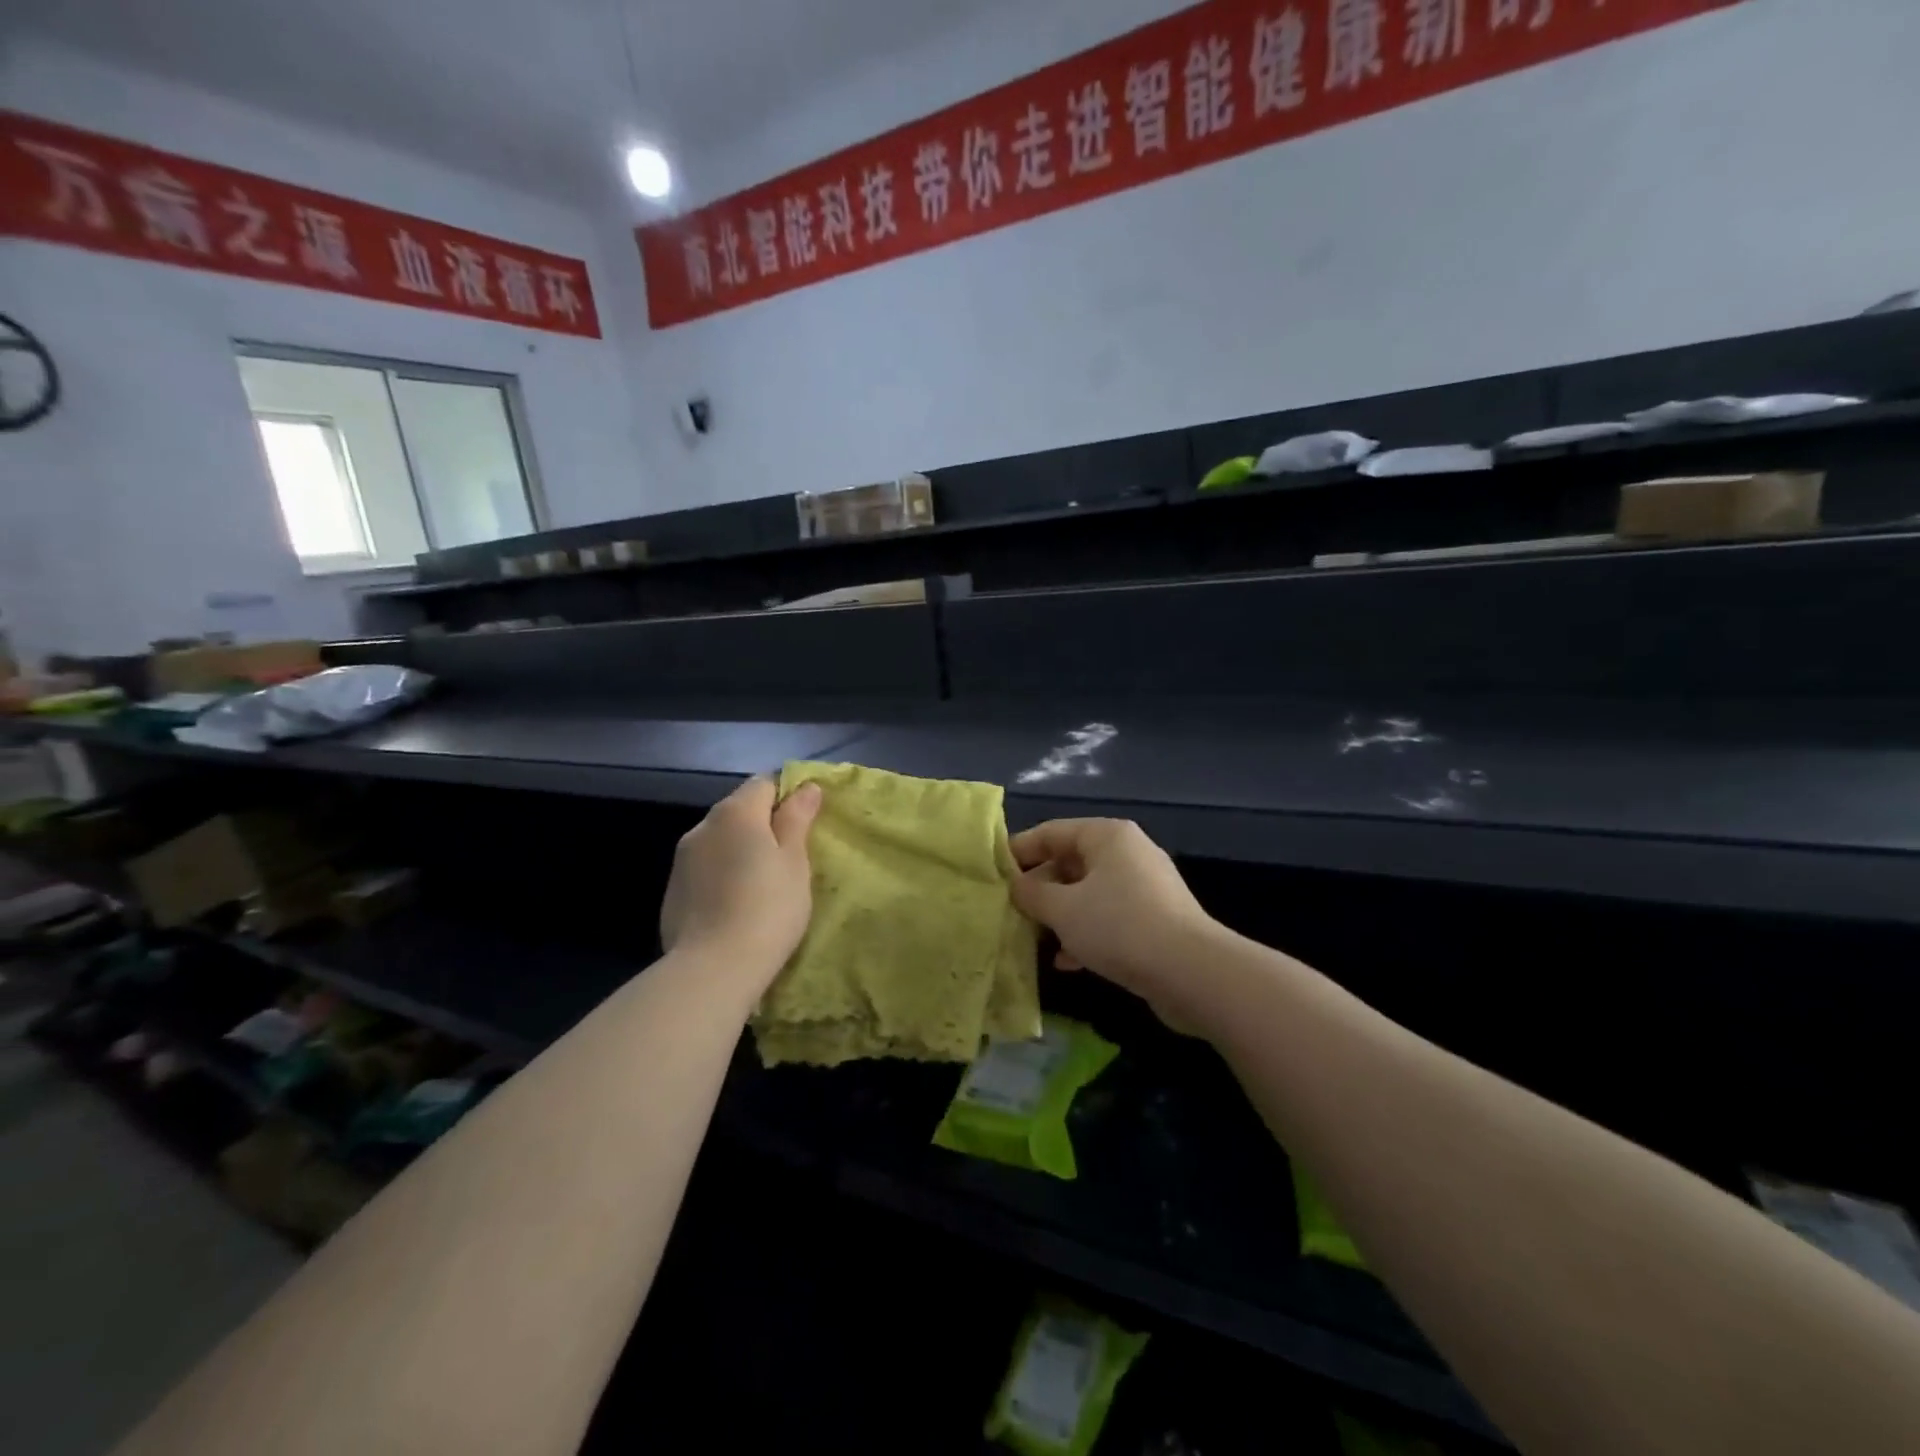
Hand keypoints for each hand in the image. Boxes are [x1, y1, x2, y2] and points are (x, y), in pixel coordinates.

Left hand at [659, 776, 822, 988]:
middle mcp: (703, 825)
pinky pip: (705, 868)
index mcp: (736, 811)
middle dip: (764, 825)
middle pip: (740, 810)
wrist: (712, 969)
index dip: (788, 797)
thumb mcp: (795, 862)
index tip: (805, 825)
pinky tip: (735, 904)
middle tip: (790, 858)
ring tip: (762, 884)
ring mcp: (682, 859)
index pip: (765, 783)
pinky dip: (722, 874)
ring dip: (741, 850)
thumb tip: (806, 787)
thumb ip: (798, 819)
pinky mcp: (673, 890)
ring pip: (720, 840)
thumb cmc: (768, 908)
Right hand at [1010, 818, 1222, 1029]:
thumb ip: (1032, 894)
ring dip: (1060, 914)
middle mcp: (1127, 852)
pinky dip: (1085, 932)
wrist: (1192, 973)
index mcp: (1107, 835)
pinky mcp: (1154, 919)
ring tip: (1032, 936)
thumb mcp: (1063, 909)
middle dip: (1039, 887)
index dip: (1019, 850)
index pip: (1051, 832)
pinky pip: (1108, 917)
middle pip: (1070, 862)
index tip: (993, 872)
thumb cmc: (1119, 926)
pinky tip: (1066, 961)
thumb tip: (1016, 885)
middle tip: (1010, 909)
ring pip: (1088, 893)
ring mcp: (1144, 886)